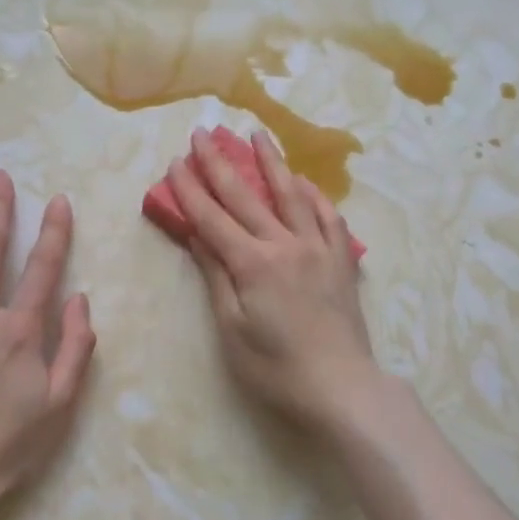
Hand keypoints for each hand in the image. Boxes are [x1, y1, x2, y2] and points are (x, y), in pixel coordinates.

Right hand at [168, 128, 378, 429]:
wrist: (342, 387)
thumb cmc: (276, 367)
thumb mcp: (232, 329)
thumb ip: (216, 276)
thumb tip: (197, 235)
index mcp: (253, 263)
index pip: (213, 217)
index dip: (191, 189)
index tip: (176, 161)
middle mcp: (286, 244)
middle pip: (247, 196)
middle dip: (221, 162)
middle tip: (204, 132)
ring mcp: (319, 249)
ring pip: (292, 194)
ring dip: (272, 162)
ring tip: (258, 134)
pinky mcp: (341, 261)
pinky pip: (329, 216)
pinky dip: (315, 195)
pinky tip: (305, 183)